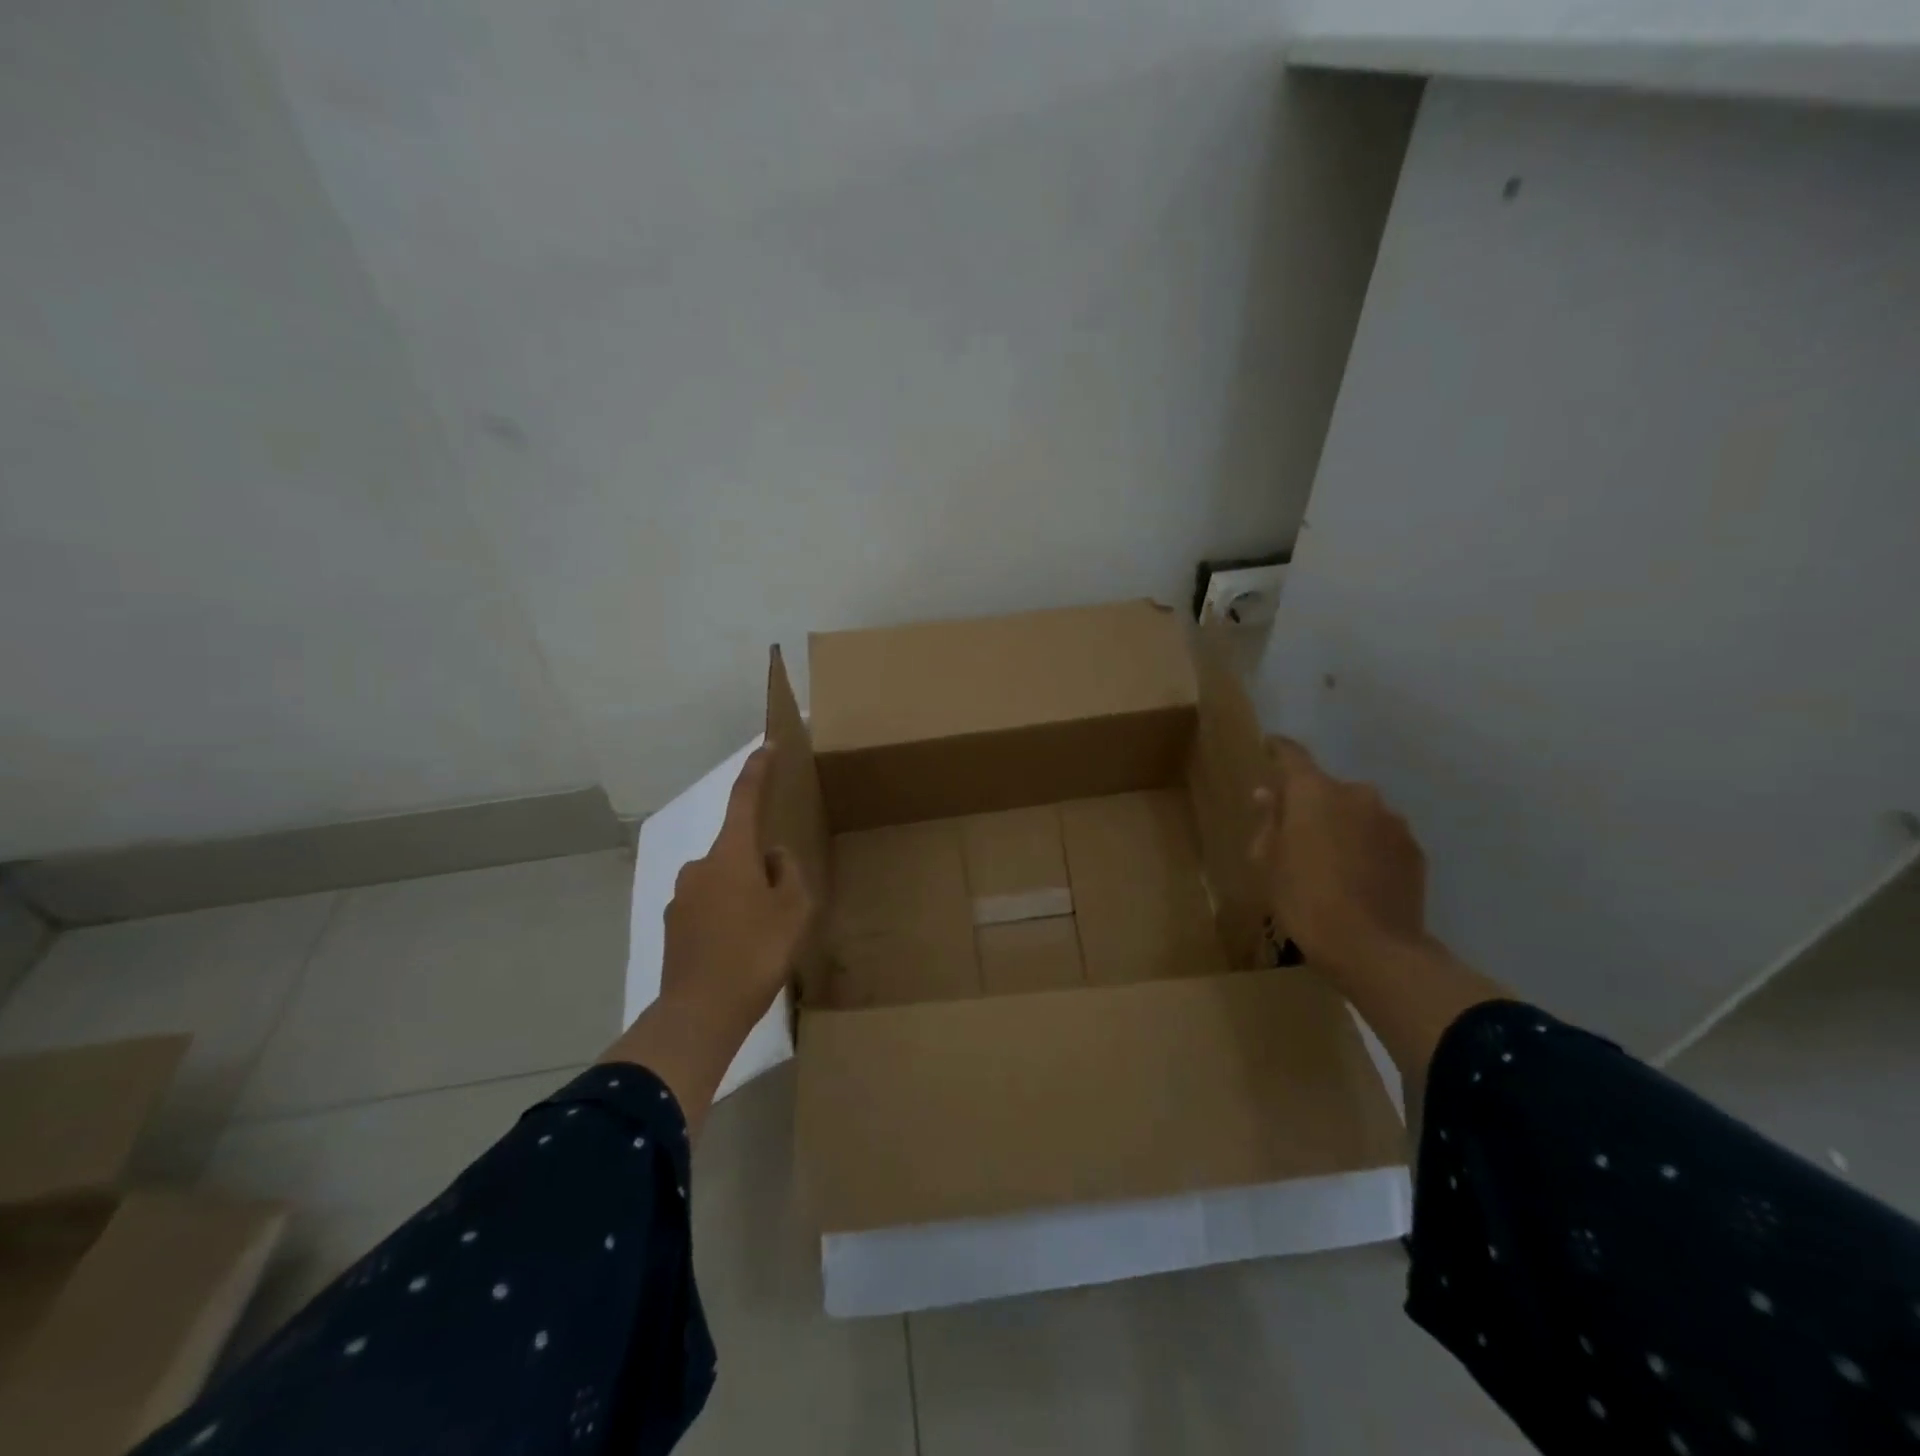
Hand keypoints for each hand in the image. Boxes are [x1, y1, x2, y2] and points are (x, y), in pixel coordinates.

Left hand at [659, 743, 814, 1035]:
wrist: (699, 1013)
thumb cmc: (755, 954)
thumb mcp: (794, 911)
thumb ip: (789, 874)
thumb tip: (772, 859)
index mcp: (731, 855)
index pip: (744, 799)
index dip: (756, 772)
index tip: (765, 747)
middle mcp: (700, 866)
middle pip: (739, 850)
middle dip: (761, 866)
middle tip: (784, 906)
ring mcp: (682, 896)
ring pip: (725, 881)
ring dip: (745, 895)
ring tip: (763, 936)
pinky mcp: (674, 924)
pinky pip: (709, 906)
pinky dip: (727, 917)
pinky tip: (740, 951)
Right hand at [1250, 736, 1427, 971]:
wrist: (1373, 948)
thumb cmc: (1304, 899)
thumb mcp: (1269, 862)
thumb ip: (1269, 822)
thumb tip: (1268, 795)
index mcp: (1313, 792)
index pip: (1292, 756)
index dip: (1278, 749)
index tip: (1269, 746)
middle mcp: (1357, 794)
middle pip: (1326, 789)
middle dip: (1311, 804)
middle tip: (1296, 834)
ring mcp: (1391, 821)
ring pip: (1357, 813)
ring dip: (1343, 826)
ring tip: (1331, 862)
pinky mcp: (1413, 849)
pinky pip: (1381, 837)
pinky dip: (1367, 847)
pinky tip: (1358, 877)